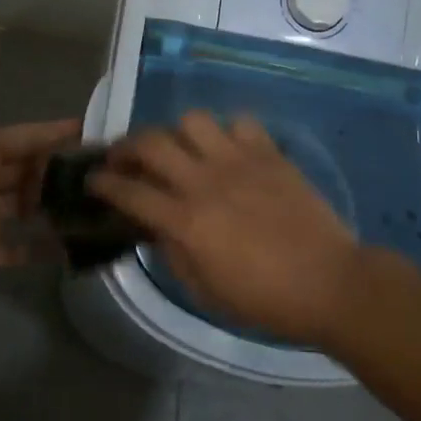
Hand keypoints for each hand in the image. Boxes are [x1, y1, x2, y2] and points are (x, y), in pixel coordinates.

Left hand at [0, 20, 78, 298]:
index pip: (24, 137)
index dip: (54, 132)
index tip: (90, 131)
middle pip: (24, 172)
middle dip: (55, 171)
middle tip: (98, 175)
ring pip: (22, 208)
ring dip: (48, 207)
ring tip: (90, 206)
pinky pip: (16, 248)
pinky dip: (38, 248)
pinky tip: (69, 248)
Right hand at [88, 112, 360, 343]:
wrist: (328, 282)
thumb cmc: (264, 299)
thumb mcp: (205, 289)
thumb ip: (173, 252)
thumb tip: (154, 226)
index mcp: (186, 221)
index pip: (130, 191)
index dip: (103, 183)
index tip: (93, 180)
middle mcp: (206, 181)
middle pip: (152, 142)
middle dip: (128, 145)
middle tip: (126, 157)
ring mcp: (239, 161)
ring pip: (193, 120)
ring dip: (179, 134)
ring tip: (183, 150)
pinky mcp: (269, 153)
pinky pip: (240, 123)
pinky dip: (227, 133)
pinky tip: (229, 151)